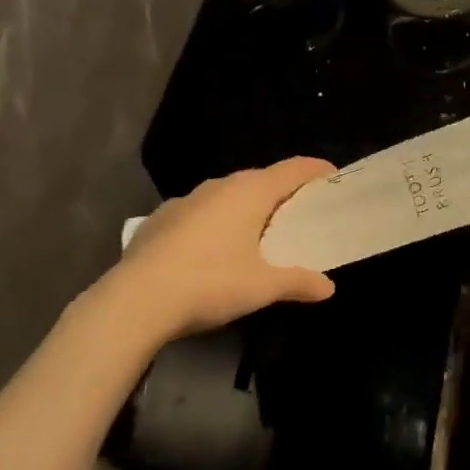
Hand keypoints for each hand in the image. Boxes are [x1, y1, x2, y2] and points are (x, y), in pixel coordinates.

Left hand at [89, 158, 337, 343]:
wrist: (136, 300)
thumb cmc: (210, 282)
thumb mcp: (263, 287)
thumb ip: (298, 282)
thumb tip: (328, 288)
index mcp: (250, 191)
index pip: (292, 169)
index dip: (316, 171)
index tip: (333, 177)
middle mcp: (219, 186)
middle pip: (261, 181)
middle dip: (283, 194)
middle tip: (300, 215)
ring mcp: (186, 200)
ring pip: (228, 196)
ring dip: (247, 209)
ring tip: (258, 235)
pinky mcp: (160, 219)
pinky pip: (201, 213)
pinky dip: (216, 223)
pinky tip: (213, 251)